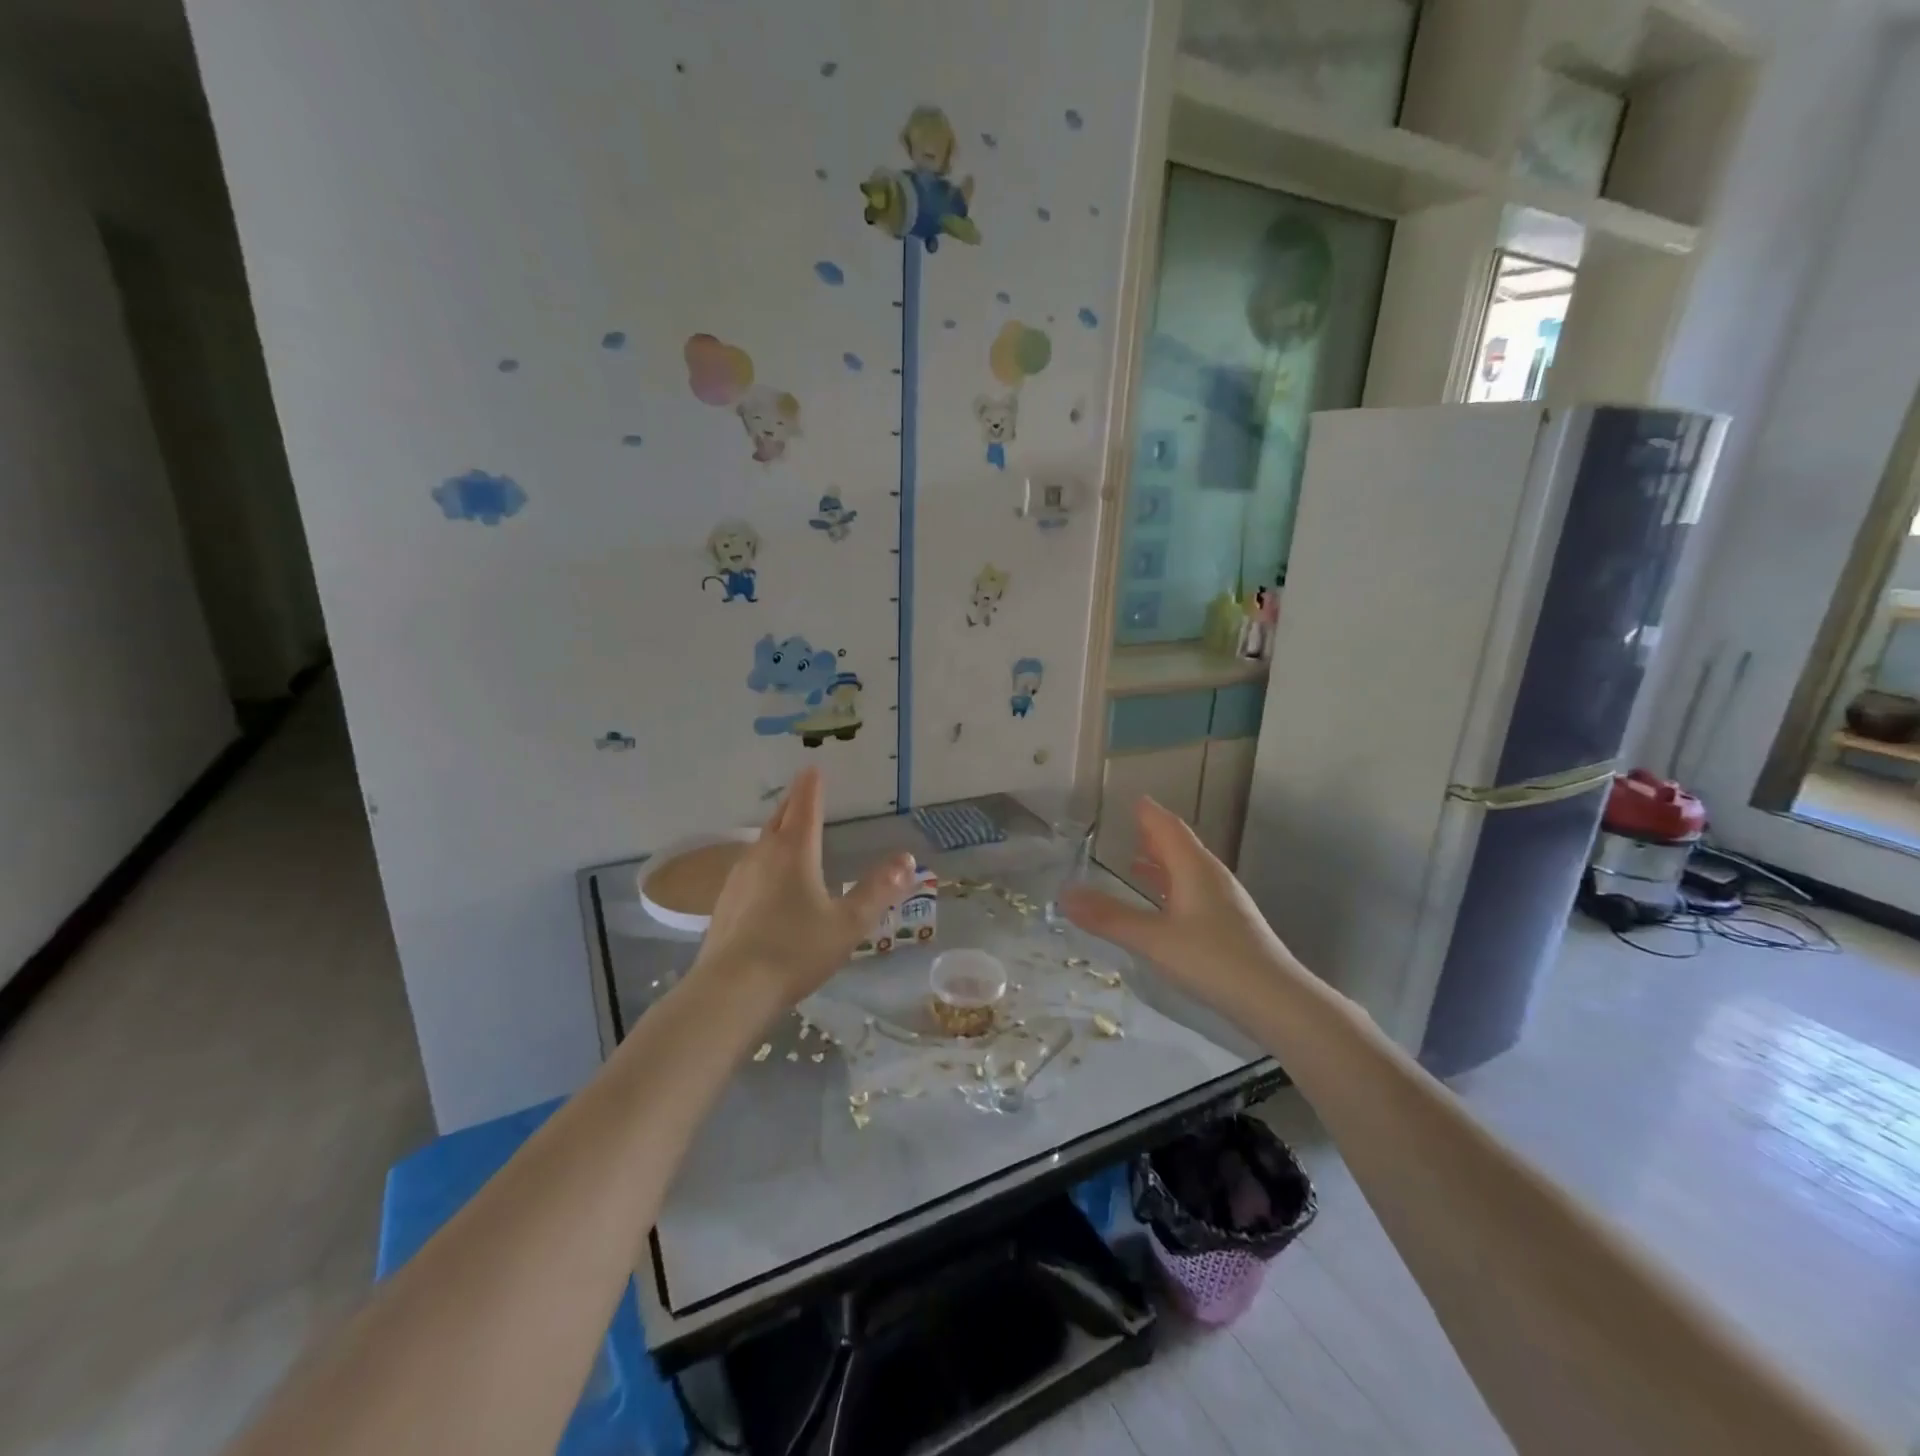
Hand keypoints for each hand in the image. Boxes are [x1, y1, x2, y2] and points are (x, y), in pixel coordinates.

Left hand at [692, 766, 914, 1010]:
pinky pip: (749, 867)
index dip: (812, 787)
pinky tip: (764, 877)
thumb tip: (906, 859)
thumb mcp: (848, 923)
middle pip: (779, 818)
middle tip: (802, 790)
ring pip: (761, 842)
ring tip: (787, 829)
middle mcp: (763, 855)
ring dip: (776, 829)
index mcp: (794, 852)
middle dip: (793, 802)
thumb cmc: (796, 950)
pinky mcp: (725, 902)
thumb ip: (878, 890)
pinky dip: (763, 858)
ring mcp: (739, 877)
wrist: (732, 990)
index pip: (806, 807)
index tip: (813, 768)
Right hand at [1061, 796, 1297, 1018]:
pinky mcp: (1229, 925)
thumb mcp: (1154, 939)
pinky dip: (1172, 887)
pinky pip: (1193, 892)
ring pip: (1187, 870)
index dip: (1149, 813)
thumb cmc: (1214, 961)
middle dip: (1153, 835)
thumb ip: (1109, 917)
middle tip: (1127, 826)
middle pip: (1179, 845)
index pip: (1168, 828)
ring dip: (1162, 862)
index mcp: (1194, 868)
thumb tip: (1064, 894)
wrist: (1276, 1001)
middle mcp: (1211, 877)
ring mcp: (1224, 901)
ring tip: (1135, 861)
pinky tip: (1163, 906)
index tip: (1130, 799)